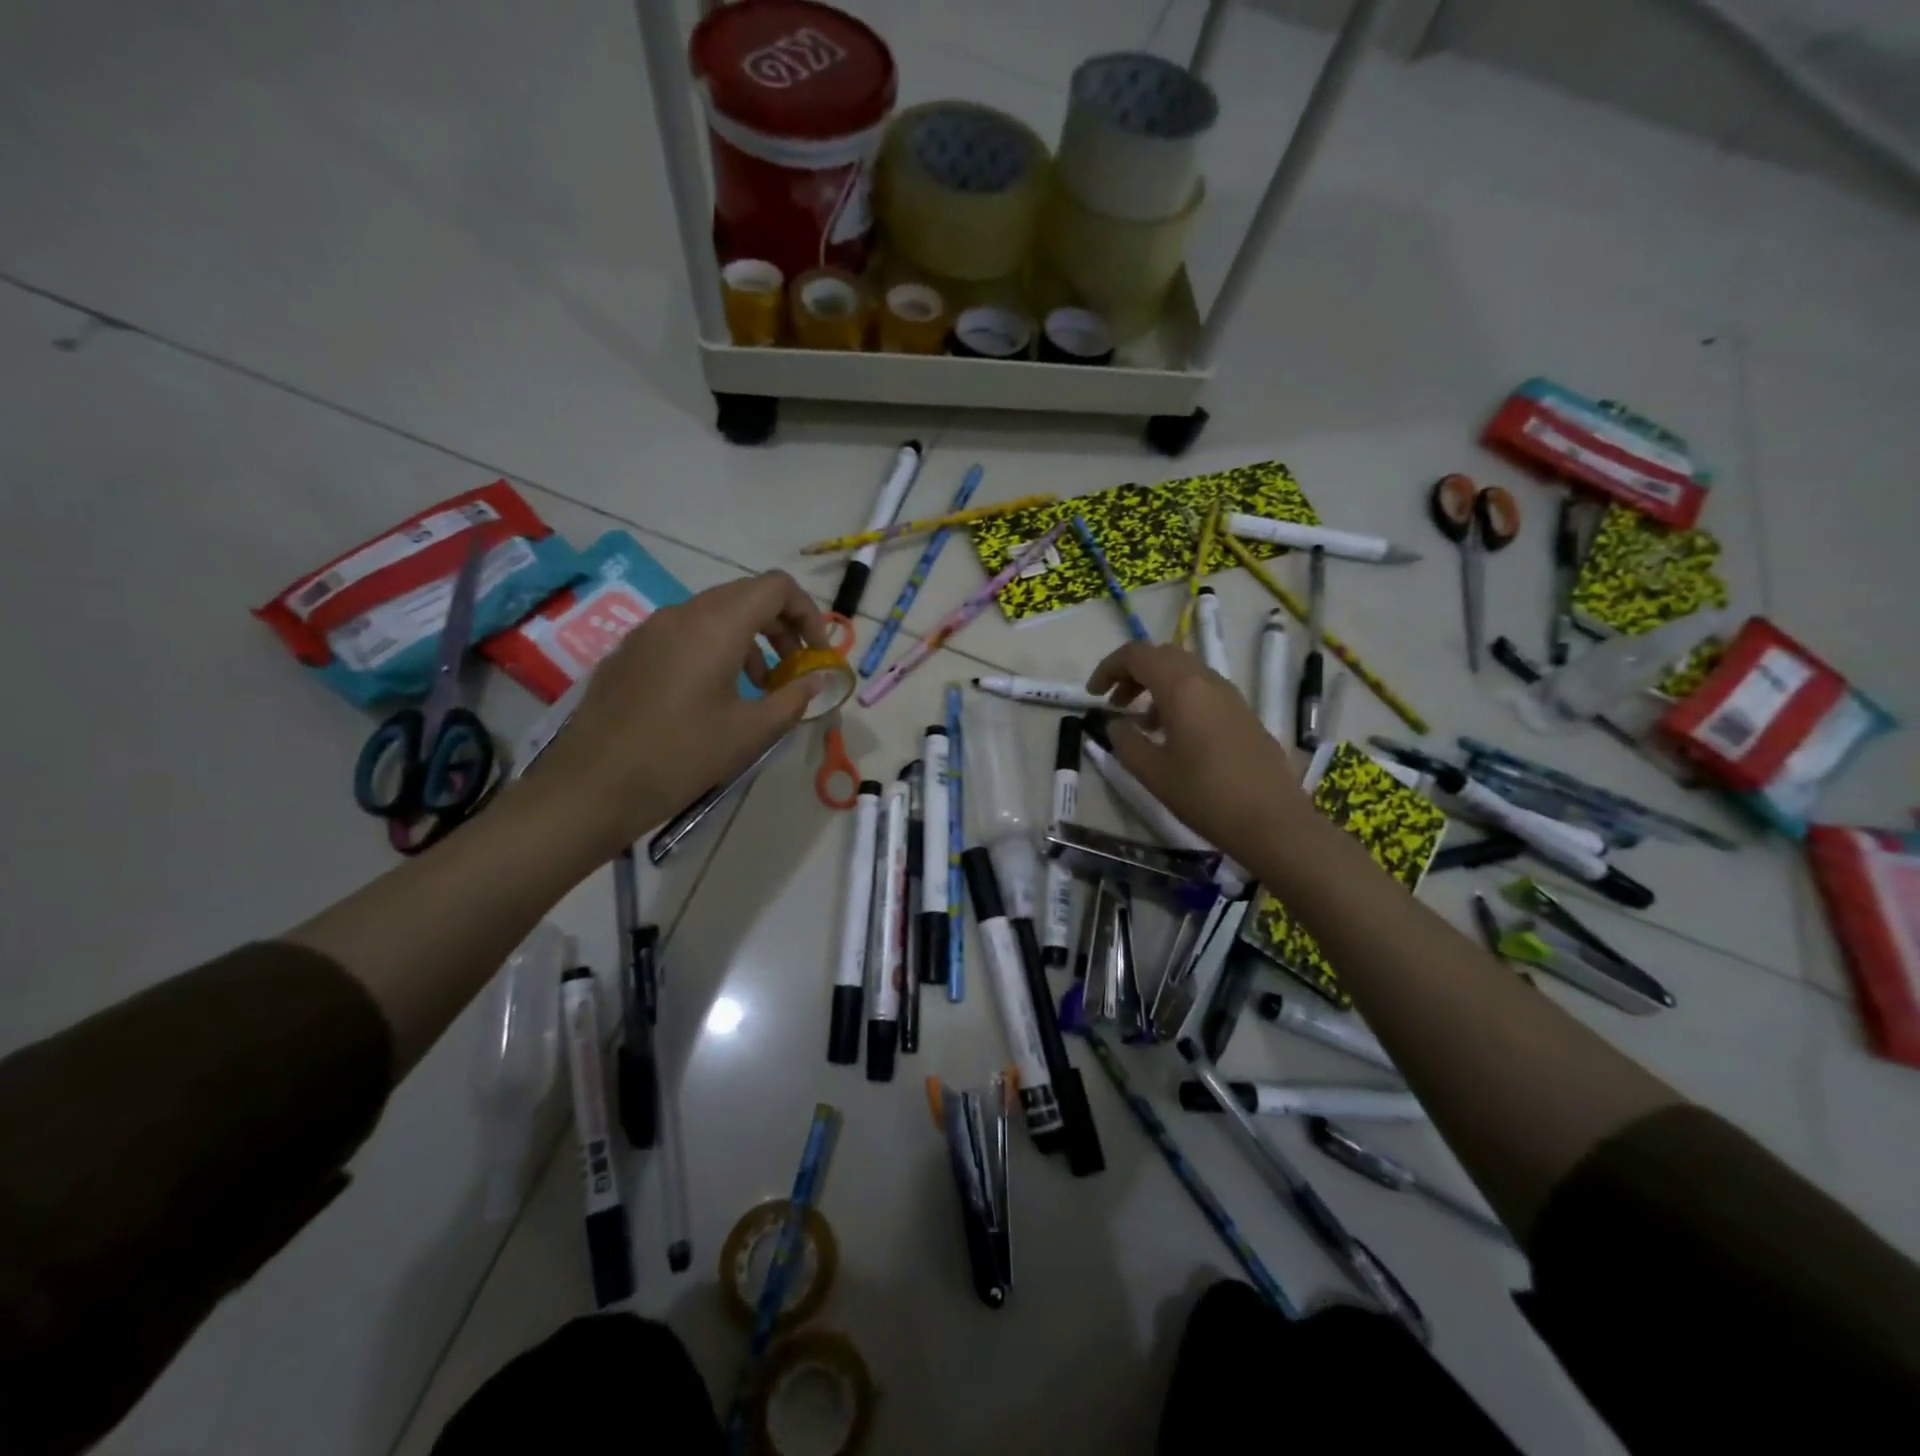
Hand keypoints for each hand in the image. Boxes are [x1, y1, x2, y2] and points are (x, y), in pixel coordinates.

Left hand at [530, 571, 828, 857]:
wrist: (591, 786)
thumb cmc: (681, 756)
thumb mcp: (750, 732)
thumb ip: (793, 698)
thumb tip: (817, 680)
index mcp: (716, 625)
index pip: (776, 588)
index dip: (808, 614)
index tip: (817, 654)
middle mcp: (682, 614)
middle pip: (746, 596)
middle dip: (781, 627)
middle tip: (796, 669)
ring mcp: (651, 630)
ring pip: (715, 614)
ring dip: (749, 641)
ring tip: (760, 688)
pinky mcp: (631, 651)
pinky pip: (685, 633)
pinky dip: (716, 649)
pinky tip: (715, 695)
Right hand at [1087, 641, 1311, 866]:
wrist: (1271, 821)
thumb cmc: (1204, 794)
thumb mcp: (1151, 771)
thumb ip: (1126, 741)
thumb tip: (1117, 724)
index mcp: (1182, 687)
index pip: (1137, 654)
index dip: (1109, 667)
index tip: (1093, 694)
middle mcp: (1208, 681)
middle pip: (1163, 656)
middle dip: (1133, 673)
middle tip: (1114, 702)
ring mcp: (1231, 696)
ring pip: (1185, 673)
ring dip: (1157, 687)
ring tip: (1141, 724)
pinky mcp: (1244, 715)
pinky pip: (1203, 692)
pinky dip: (1179, 700)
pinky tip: (1173, 736)